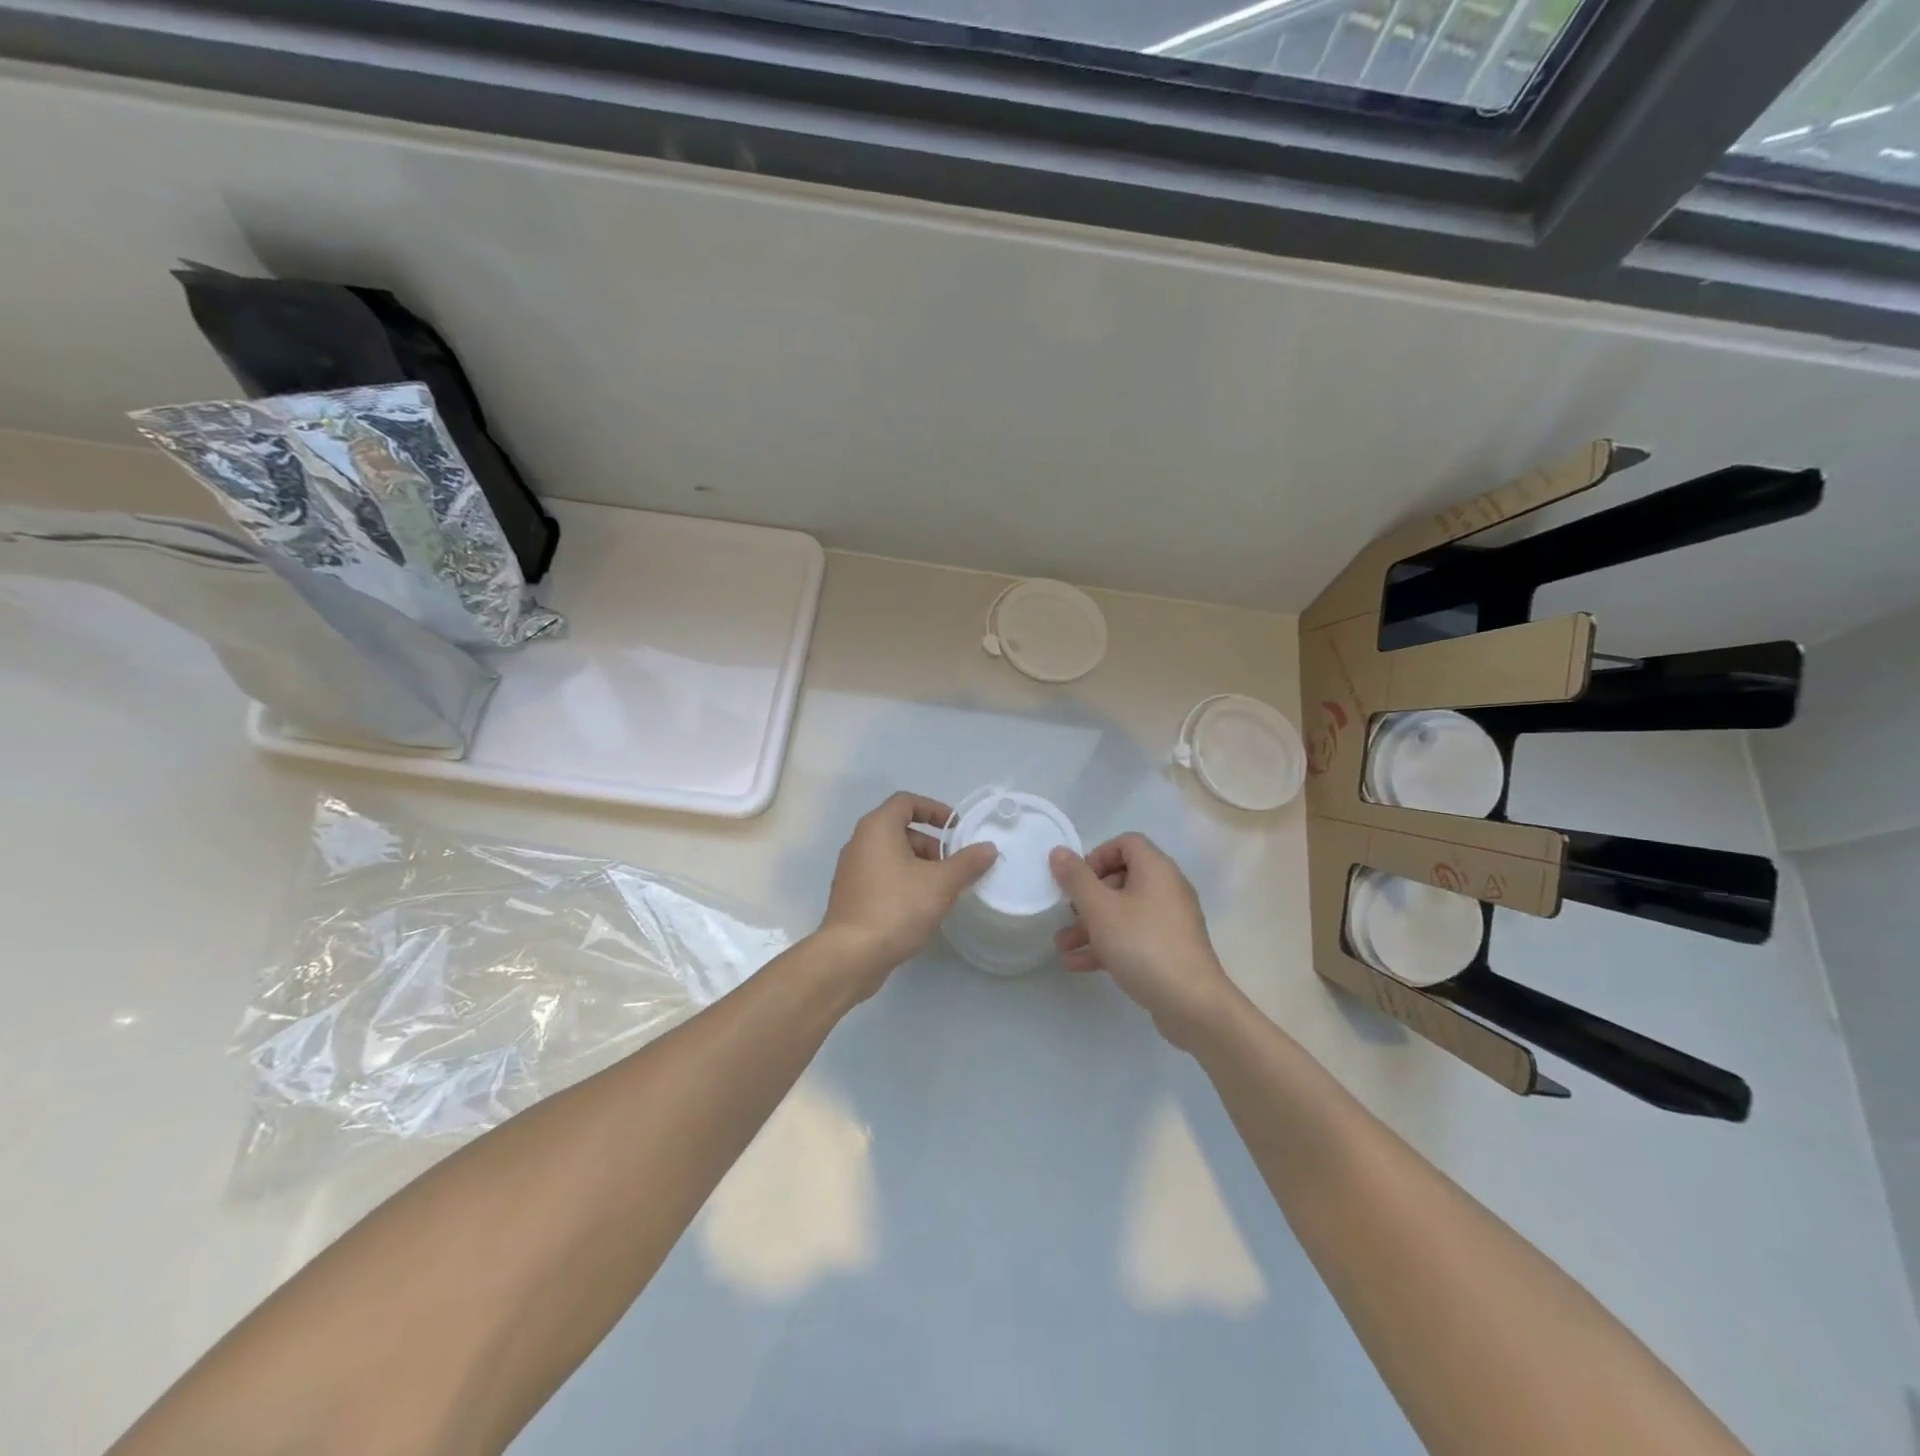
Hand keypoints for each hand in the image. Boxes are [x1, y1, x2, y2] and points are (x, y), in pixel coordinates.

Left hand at [819, 792, 998, 997]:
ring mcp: (850, 869)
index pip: (907, 801)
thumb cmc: (897, 907)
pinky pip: (881, 876)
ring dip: (917, 864)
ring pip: (890, 854)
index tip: (956, 828)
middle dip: (929, 843)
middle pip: (899, 828)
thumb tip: (988, 848)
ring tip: (939, 890)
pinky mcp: (850, 895)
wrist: (851, 955)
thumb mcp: (941, 884)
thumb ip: (967, 863)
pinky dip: (902, 881)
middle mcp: (859, 842)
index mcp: (877, 827)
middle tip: (950, 865)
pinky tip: (918, 907)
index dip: (934, 810)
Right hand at [1049, 833, 1237, 1050]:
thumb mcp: (1101, 909)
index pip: (1126, 843)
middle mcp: (1167, 889)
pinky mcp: (1169, 950)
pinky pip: (1133, 938)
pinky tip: (1076, 964)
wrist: (1192, 1004)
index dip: (1097, 855)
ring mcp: (1170, 922)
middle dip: (1087, 898)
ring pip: (1124, 913)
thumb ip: (1076, 879)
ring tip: (1061, 945)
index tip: (1077, 880)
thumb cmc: (1143, 945)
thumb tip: (1059, 851)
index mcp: (1156, 870)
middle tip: (1066, 914)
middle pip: (1122, 879)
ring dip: (1090, 926)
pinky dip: (1107, 945)